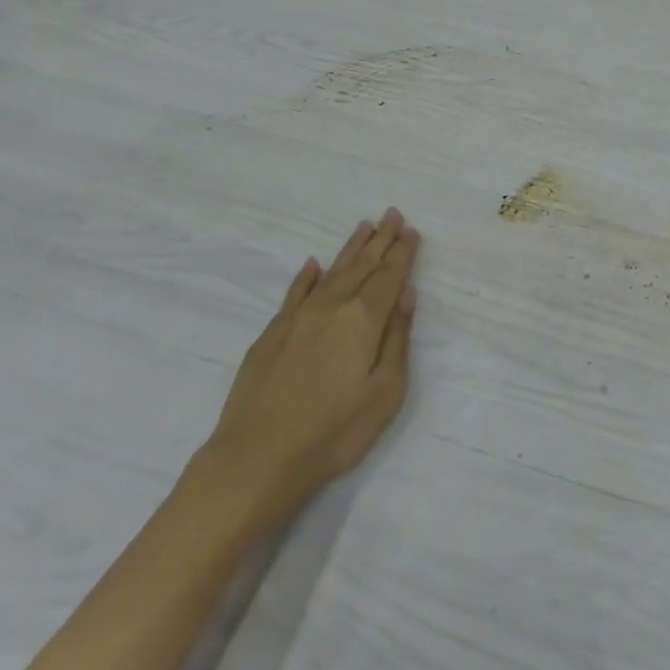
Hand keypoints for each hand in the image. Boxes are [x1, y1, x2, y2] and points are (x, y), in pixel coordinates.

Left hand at [202, 209, 420, 516]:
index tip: (411, 230)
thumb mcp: (384, 392)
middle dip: (380, 240)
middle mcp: (331, 307)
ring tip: (364, 226)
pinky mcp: (272, 332)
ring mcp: (298, 317)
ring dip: (350, 249)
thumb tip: (406, 296)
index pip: (389, 277)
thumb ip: (397, 339)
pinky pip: (296, 292)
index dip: (402, 253)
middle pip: (362, 266)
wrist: (258, 456)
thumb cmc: (334, 431)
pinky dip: (308, 276)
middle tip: (392, 214)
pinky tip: (314, 264)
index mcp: (363, 320)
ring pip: (331, 272)